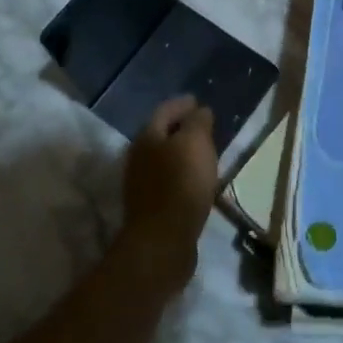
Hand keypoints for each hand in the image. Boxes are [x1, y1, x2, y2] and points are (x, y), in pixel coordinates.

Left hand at [118, 96, 217, 293]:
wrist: (163, 240)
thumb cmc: (181, 183)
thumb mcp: (196, 143)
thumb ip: (198, 122)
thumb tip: (200, 111)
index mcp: (147, 137)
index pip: (165, 110)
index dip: (183, 104)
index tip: (198, 101)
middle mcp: (138, 157)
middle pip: (161, 135)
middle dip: (181, 129)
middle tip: (204, 127)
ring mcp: (141, 184)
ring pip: (164, 159)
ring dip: (182, 154)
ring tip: (204, 154)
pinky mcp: (149, 207)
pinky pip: (168, 181)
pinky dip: (182, 175)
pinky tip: (197, 181)